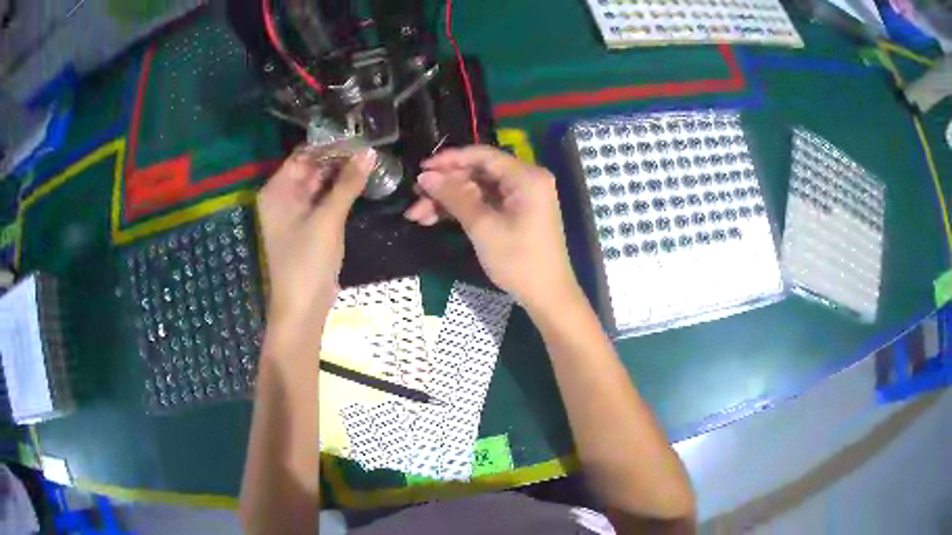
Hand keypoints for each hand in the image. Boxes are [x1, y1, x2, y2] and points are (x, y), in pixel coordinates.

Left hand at [257, 147, 373, 328]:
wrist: (304, 307)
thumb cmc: (307, 261)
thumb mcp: (328, 218)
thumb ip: (348, 183)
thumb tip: (370, 152)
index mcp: (277, 190)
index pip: (303, 155)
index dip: (329, 144)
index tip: (358, 135)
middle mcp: (283, 197)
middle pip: (311, 168)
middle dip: (338, 158)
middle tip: (370, 145)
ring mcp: (296, 212)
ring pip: (320, 184)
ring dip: (342, 174)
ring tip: (371, 158)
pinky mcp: (308, 226)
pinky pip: (324, 200)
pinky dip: (340, 191)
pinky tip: (362, 181)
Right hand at [405, 146, 580, 311]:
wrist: (547, 296)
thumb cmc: (518, 260)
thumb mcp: (483, 227)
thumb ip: (454, 197)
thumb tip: (425, 177)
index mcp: (526, 176)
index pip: (482, 155)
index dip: (449, 160)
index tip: (421, 169)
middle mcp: (526, 180)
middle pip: (478, 173)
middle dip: (444, 186)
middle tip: (414, 198)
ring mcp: (521, 198)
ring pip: (477, 190)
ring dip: (448, 201)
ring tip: (416, 215)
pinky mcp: (516, 214)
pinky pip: (485, 204)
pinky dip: (462, 210)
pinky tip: (434, 219)